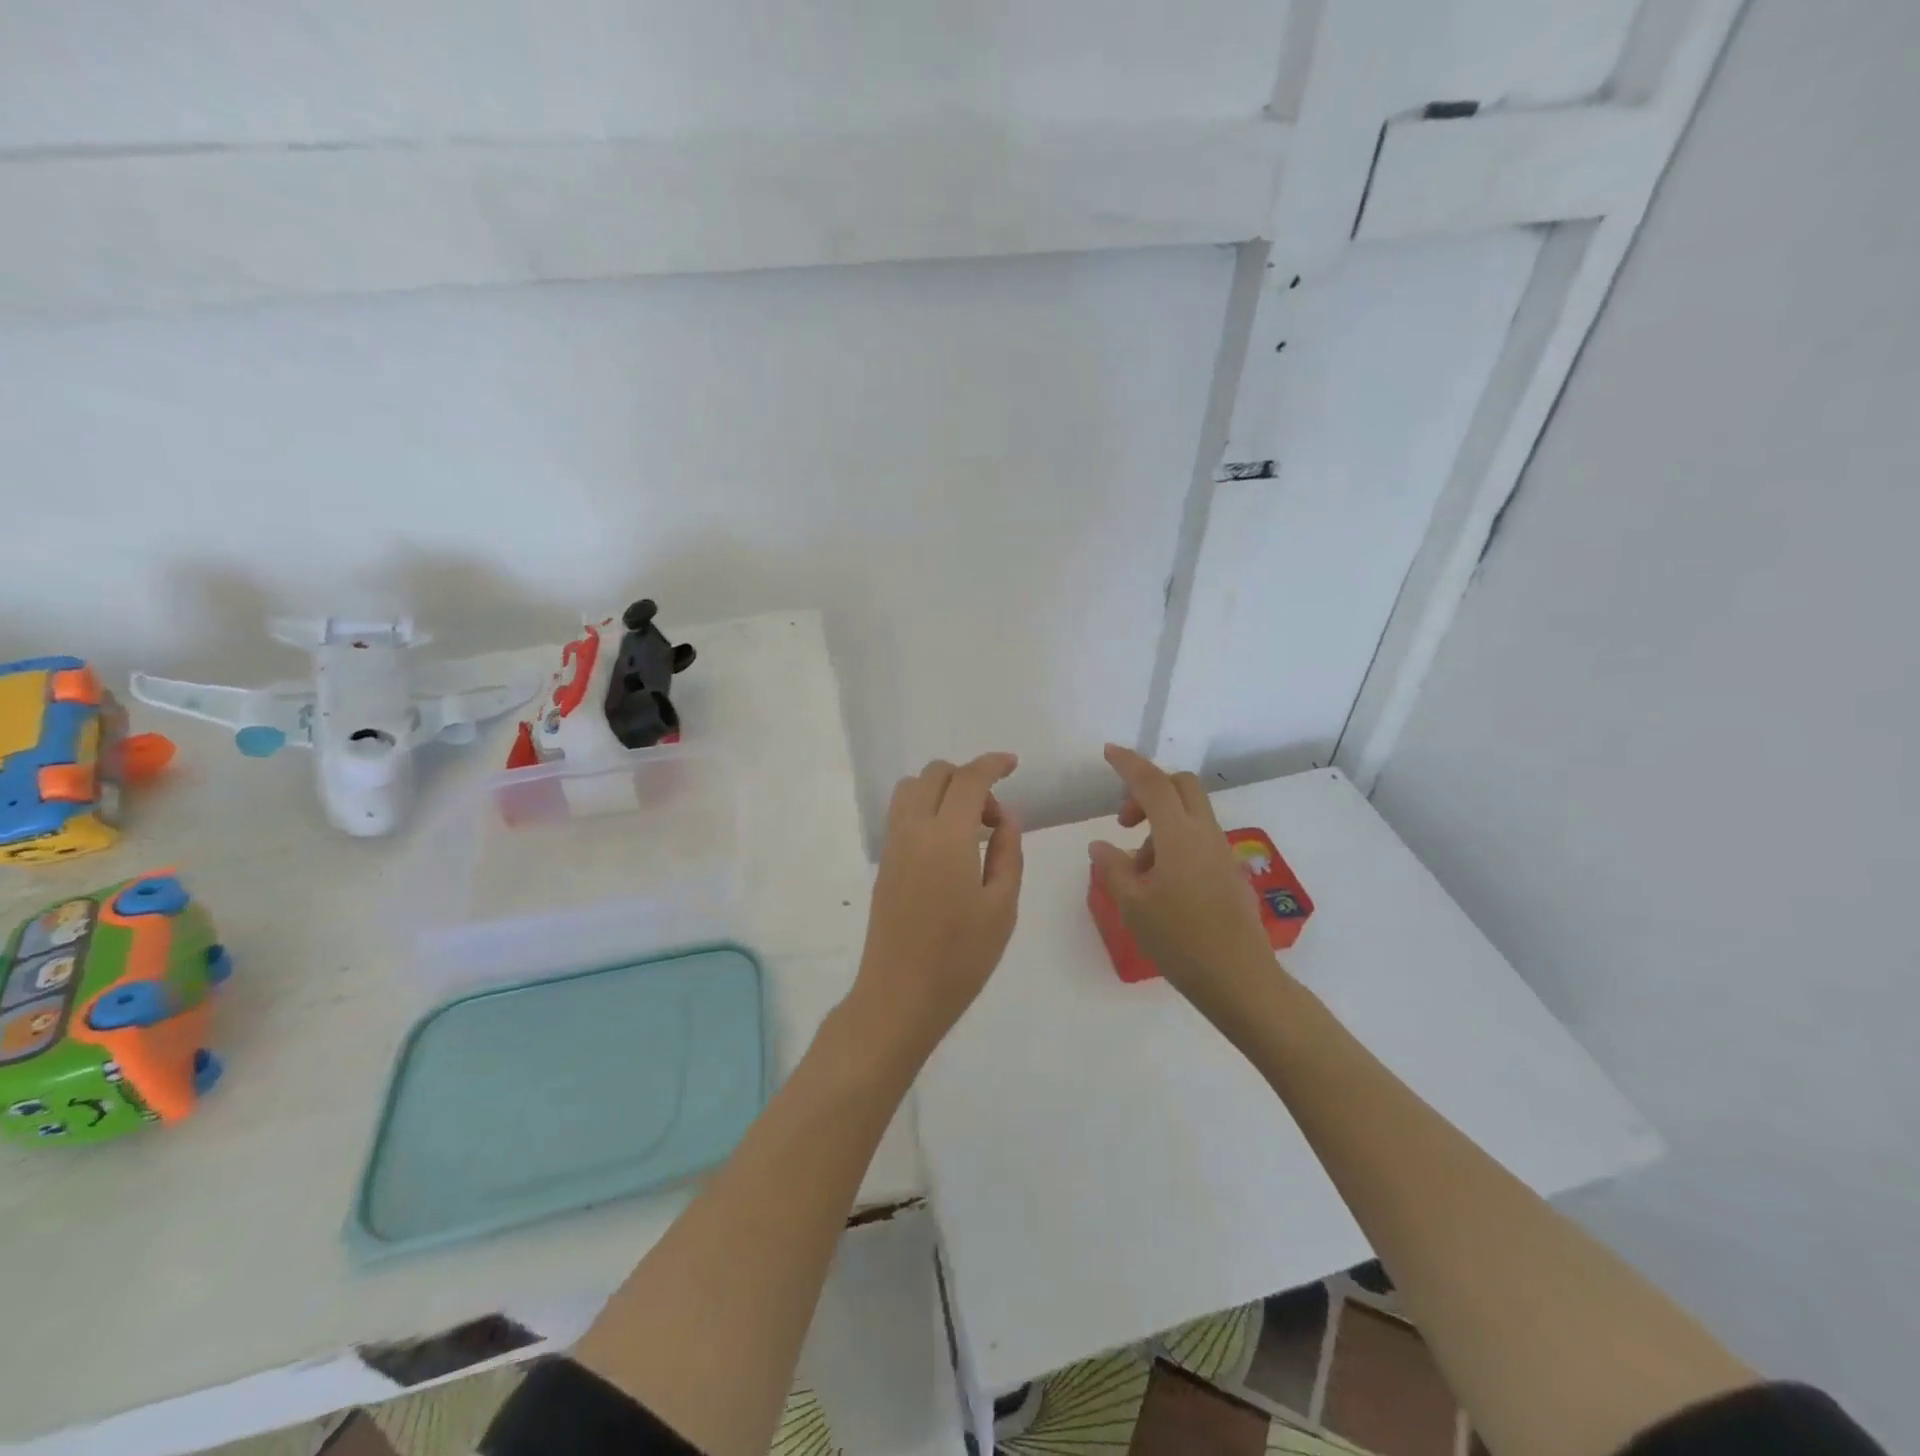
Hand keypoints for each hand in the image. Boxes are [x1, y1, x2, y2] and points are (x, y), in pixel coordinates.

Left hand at [851, 753, 1023, 1064]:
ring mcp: (893, 845)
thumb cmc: (960, 957)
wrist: (899, 996)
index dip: (992, 764)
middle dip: (968, 778)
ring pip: (912, 789)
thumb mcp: (1002, 907)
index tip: (1012, 764)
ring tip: (971, 830)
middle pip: (935, 774)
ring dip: (943, 791)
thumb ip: (1008, 852)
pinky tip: (950, 846)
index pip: (968, 780)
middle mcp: (913, 830)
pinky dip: (927, 808)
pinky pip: (903, 813)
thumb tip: (1006, 816)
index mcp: (947, 837)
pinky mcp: (884, 863)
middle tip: (994, 818)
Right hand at [1088, 744, 1280, 1026]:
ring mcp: (1222, 853)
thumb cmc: (1180, 940)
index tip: (1108, 752)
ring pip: (1189, 814)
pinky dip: (1174, 843)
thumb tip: (1100, 845)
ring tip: (1137, 869)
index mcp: (1179, 835)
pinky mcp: (1229, 872)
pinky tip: (1159, 884)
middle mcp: (1205, 834)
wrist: (1240, 980)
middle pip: (1181, 787)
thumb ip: (1113, 868)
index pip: (1153, 783)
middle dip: (1149, 789)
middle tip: (1124, 821)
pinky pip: (1198, 839)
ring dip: (1160, 823)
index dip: (1129, 764)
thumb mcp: (1133, 905)